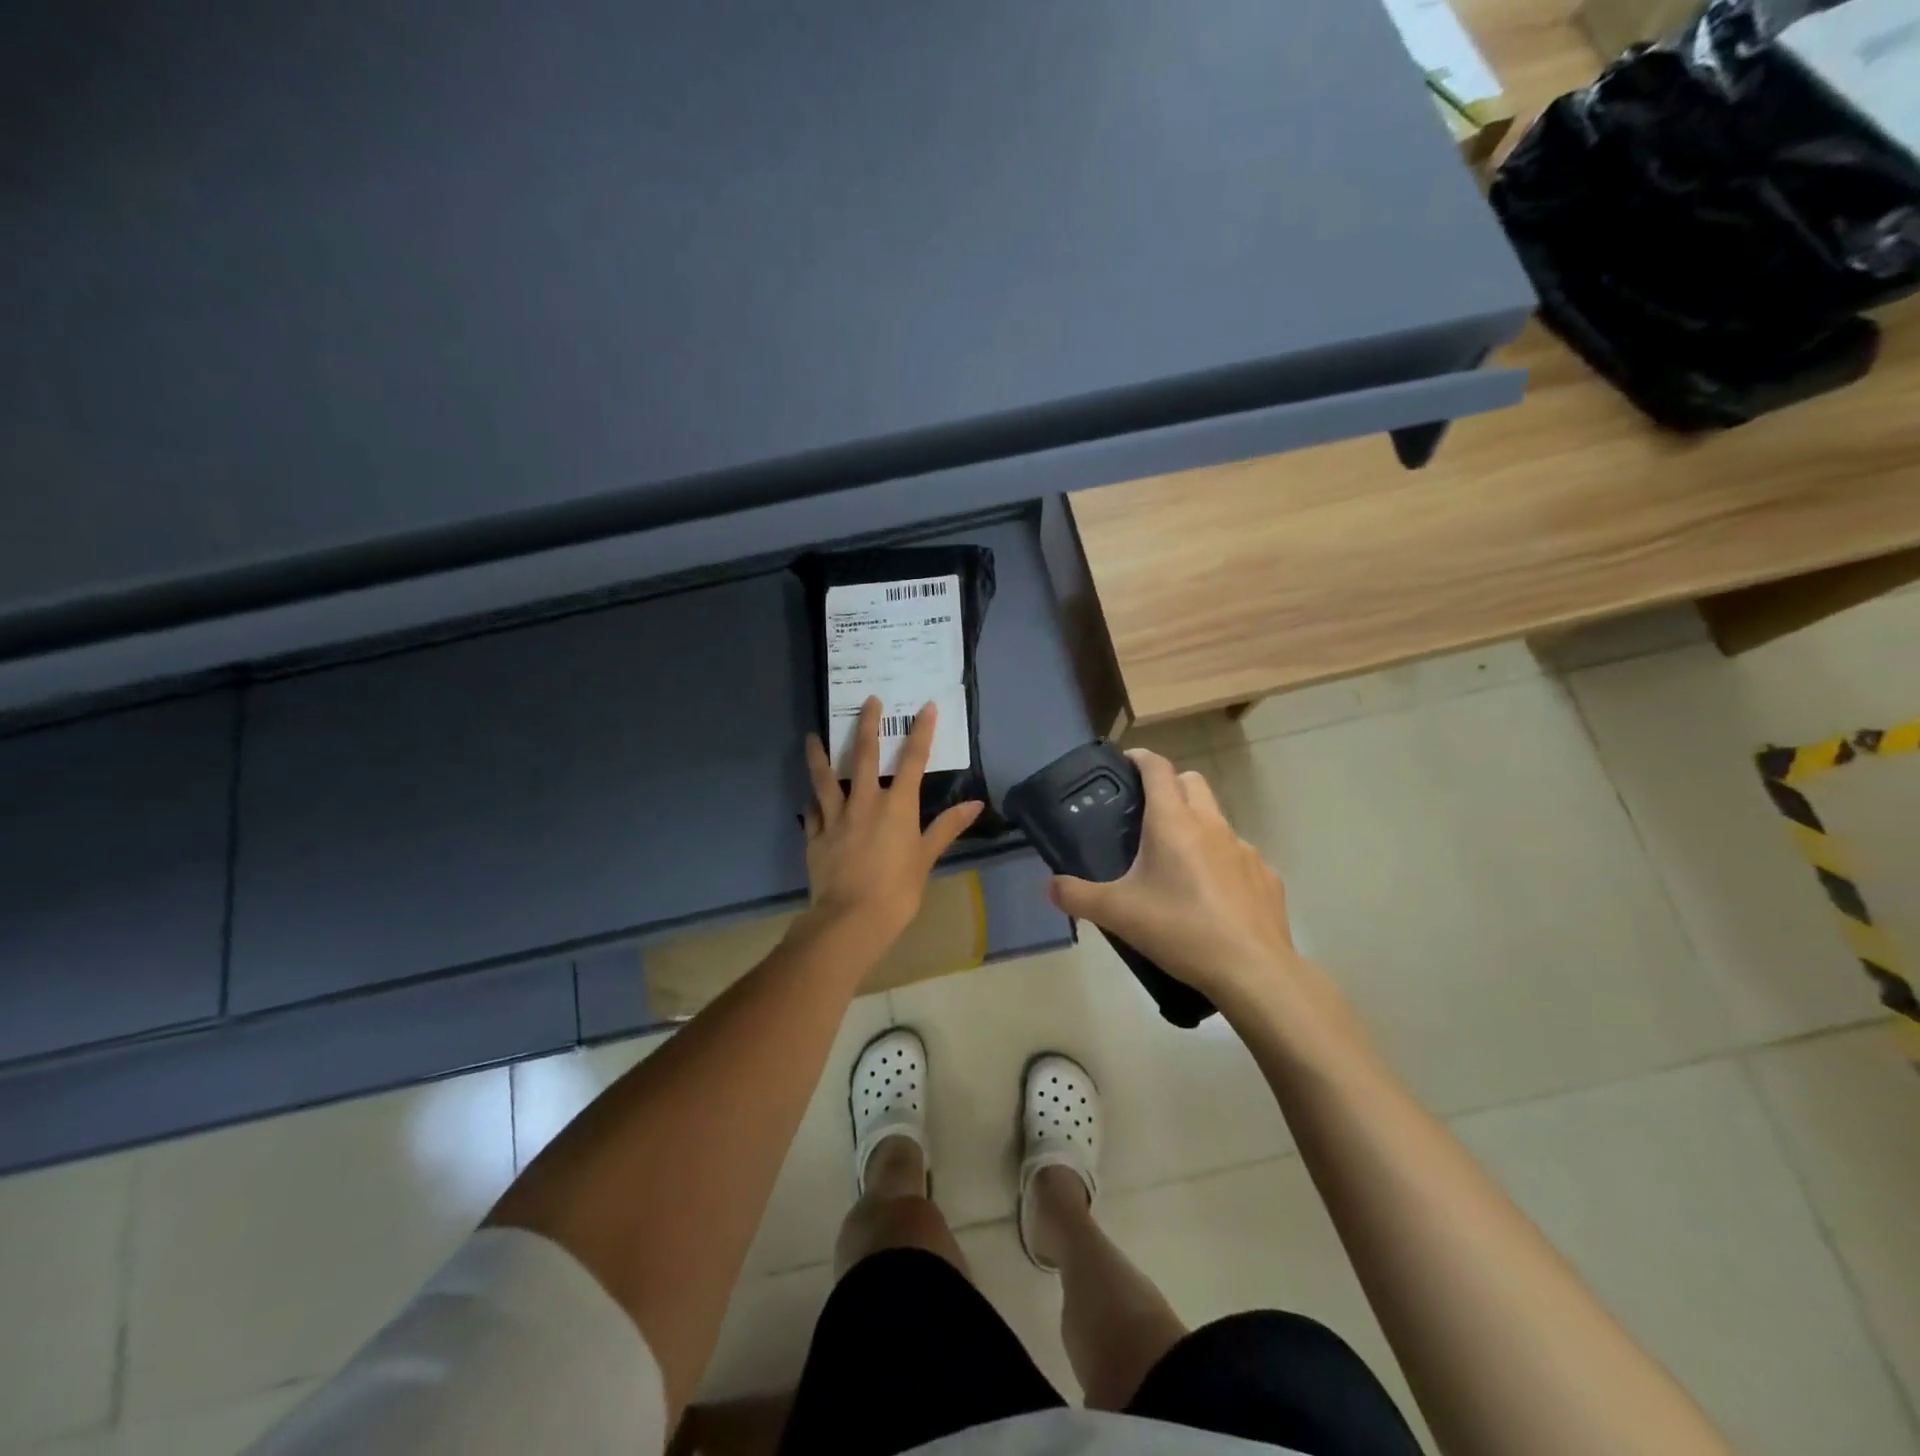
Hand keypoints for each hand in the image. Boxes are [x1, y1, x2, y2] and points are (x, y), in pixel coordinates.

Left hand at [800, 697, 982, 957]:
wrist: (852, 920)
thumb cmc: (897, 891)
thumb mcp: (926, 858)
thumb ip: (947, 827)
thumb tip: (976, 804)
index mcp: (896, 807)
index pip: (912, 761)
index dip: (921, 732)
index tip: (925, 707)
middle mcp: (864, 803)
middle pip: (863, 756)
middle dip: (867, 725)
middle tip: (868, 700)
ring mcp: (835, 818)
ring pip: (824, 778)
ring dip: (819, 754)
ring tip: (812, 735)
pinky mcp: (815, 836)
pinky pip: (812, 812)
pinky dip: (812, 800)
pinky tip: (810, 795)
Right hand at [1048, 749, 1297, 1004]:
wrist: (1253, 970)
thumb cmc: (1180, 930)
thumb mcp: (1117, 914)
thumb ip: (1077, 896)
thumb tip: (1050, 886)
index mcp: (1173, 822)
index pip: (1158, 768)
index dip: (1140, 758)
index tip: (1126, 763)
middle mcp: (1211, 824)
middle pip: (1192, 781)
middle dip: (1170, 785)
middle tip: (1147, 814)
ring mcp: (1244, 849)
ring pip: (1217, 818)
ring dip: (1197, 825)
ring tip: (1177, 862)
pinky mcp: (1265, 876)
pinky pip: (1239, 855)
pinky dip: (1222, 862)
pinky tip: (1212, 897)